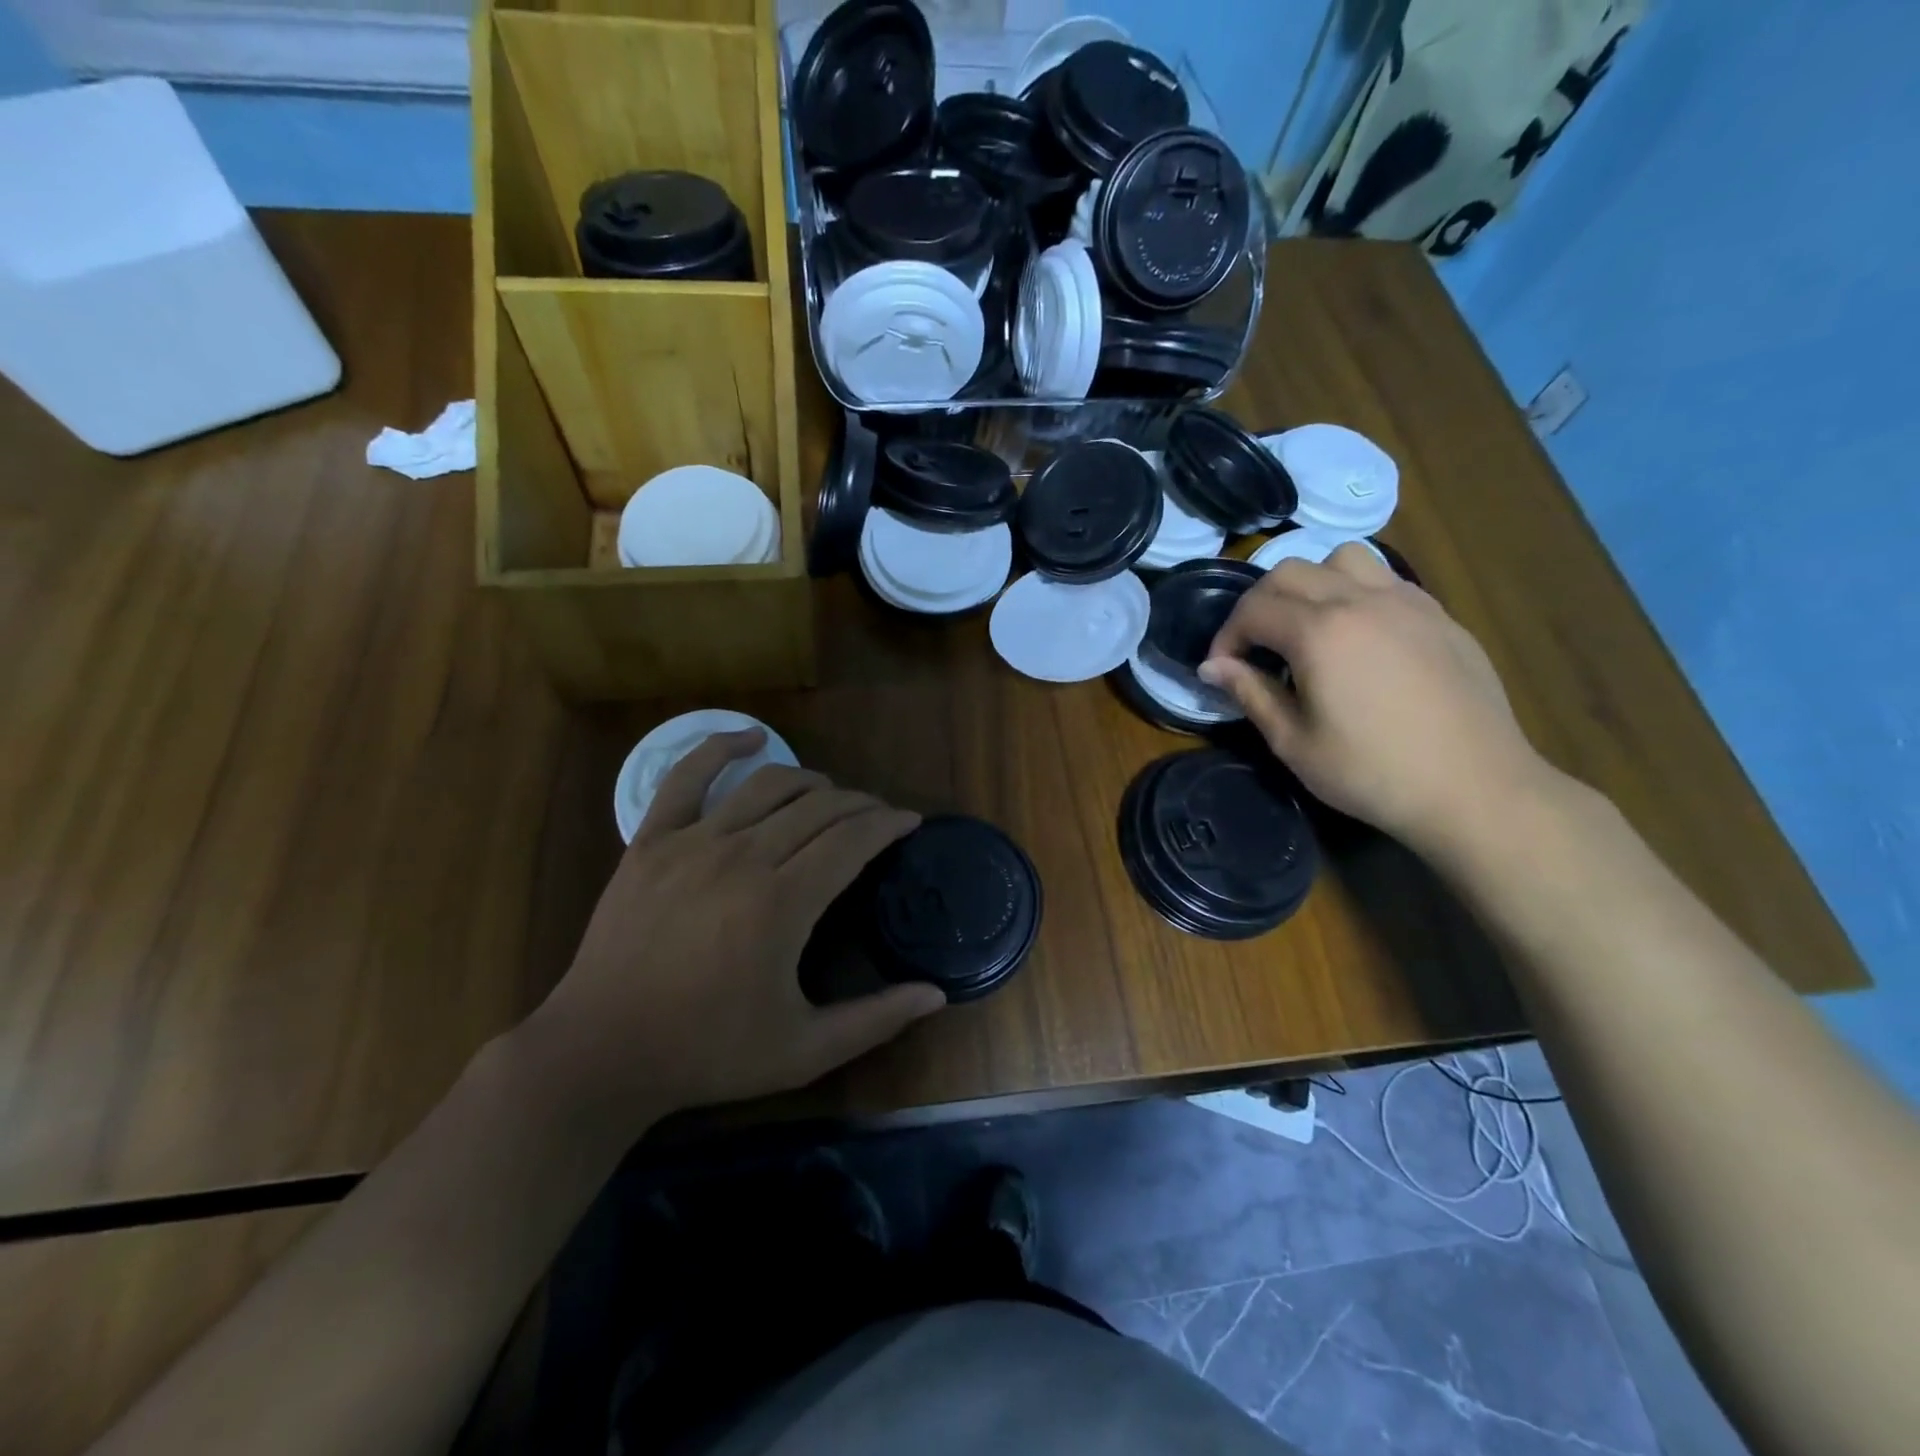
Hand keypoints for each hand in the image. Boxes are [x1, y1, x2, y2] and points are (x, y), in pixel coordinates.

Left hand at [524, 731, 943, 1129]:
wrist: (600, 1052)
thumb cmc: (707, 1052)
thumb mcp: (803, 1050)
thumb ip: (875, 1020)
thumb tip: (936, 995)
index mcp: (782, 903)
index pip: (852, 839)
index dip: (888, 824)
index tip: (909, 822)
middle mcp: (742, 857)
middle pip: (818, 807)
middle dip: (860, 804)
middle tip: (877, 817)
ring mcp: (691, 843)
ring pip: (767, 785)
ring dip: (811, 781)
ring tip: (831, 794)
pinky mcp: (650, 841)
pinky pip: (687, 776)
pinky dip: (721, 746)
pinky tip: (751, 737)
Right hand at [1200, 544, 1554, 854]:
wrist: (1474, 788)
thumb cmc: (1372, 773)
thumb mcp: (1294, 743)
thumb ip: (1250, 693)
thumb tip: (1213, 667)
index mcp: (1320, 633)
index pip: (1253, 609)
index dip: (1226, 636)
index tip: (1221, 669)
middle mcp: (1361, 601)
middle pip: (1290, 571)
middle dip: (1258, 603)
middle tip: (1254, 646)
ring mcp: (1407, 602)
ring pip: (1343, 559)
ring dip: (1310, 583)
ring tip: (1308, 626)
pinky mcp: (1439, 615)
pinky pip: (1385, 580)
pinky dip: (1355, 593)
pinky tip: (1358, 638)